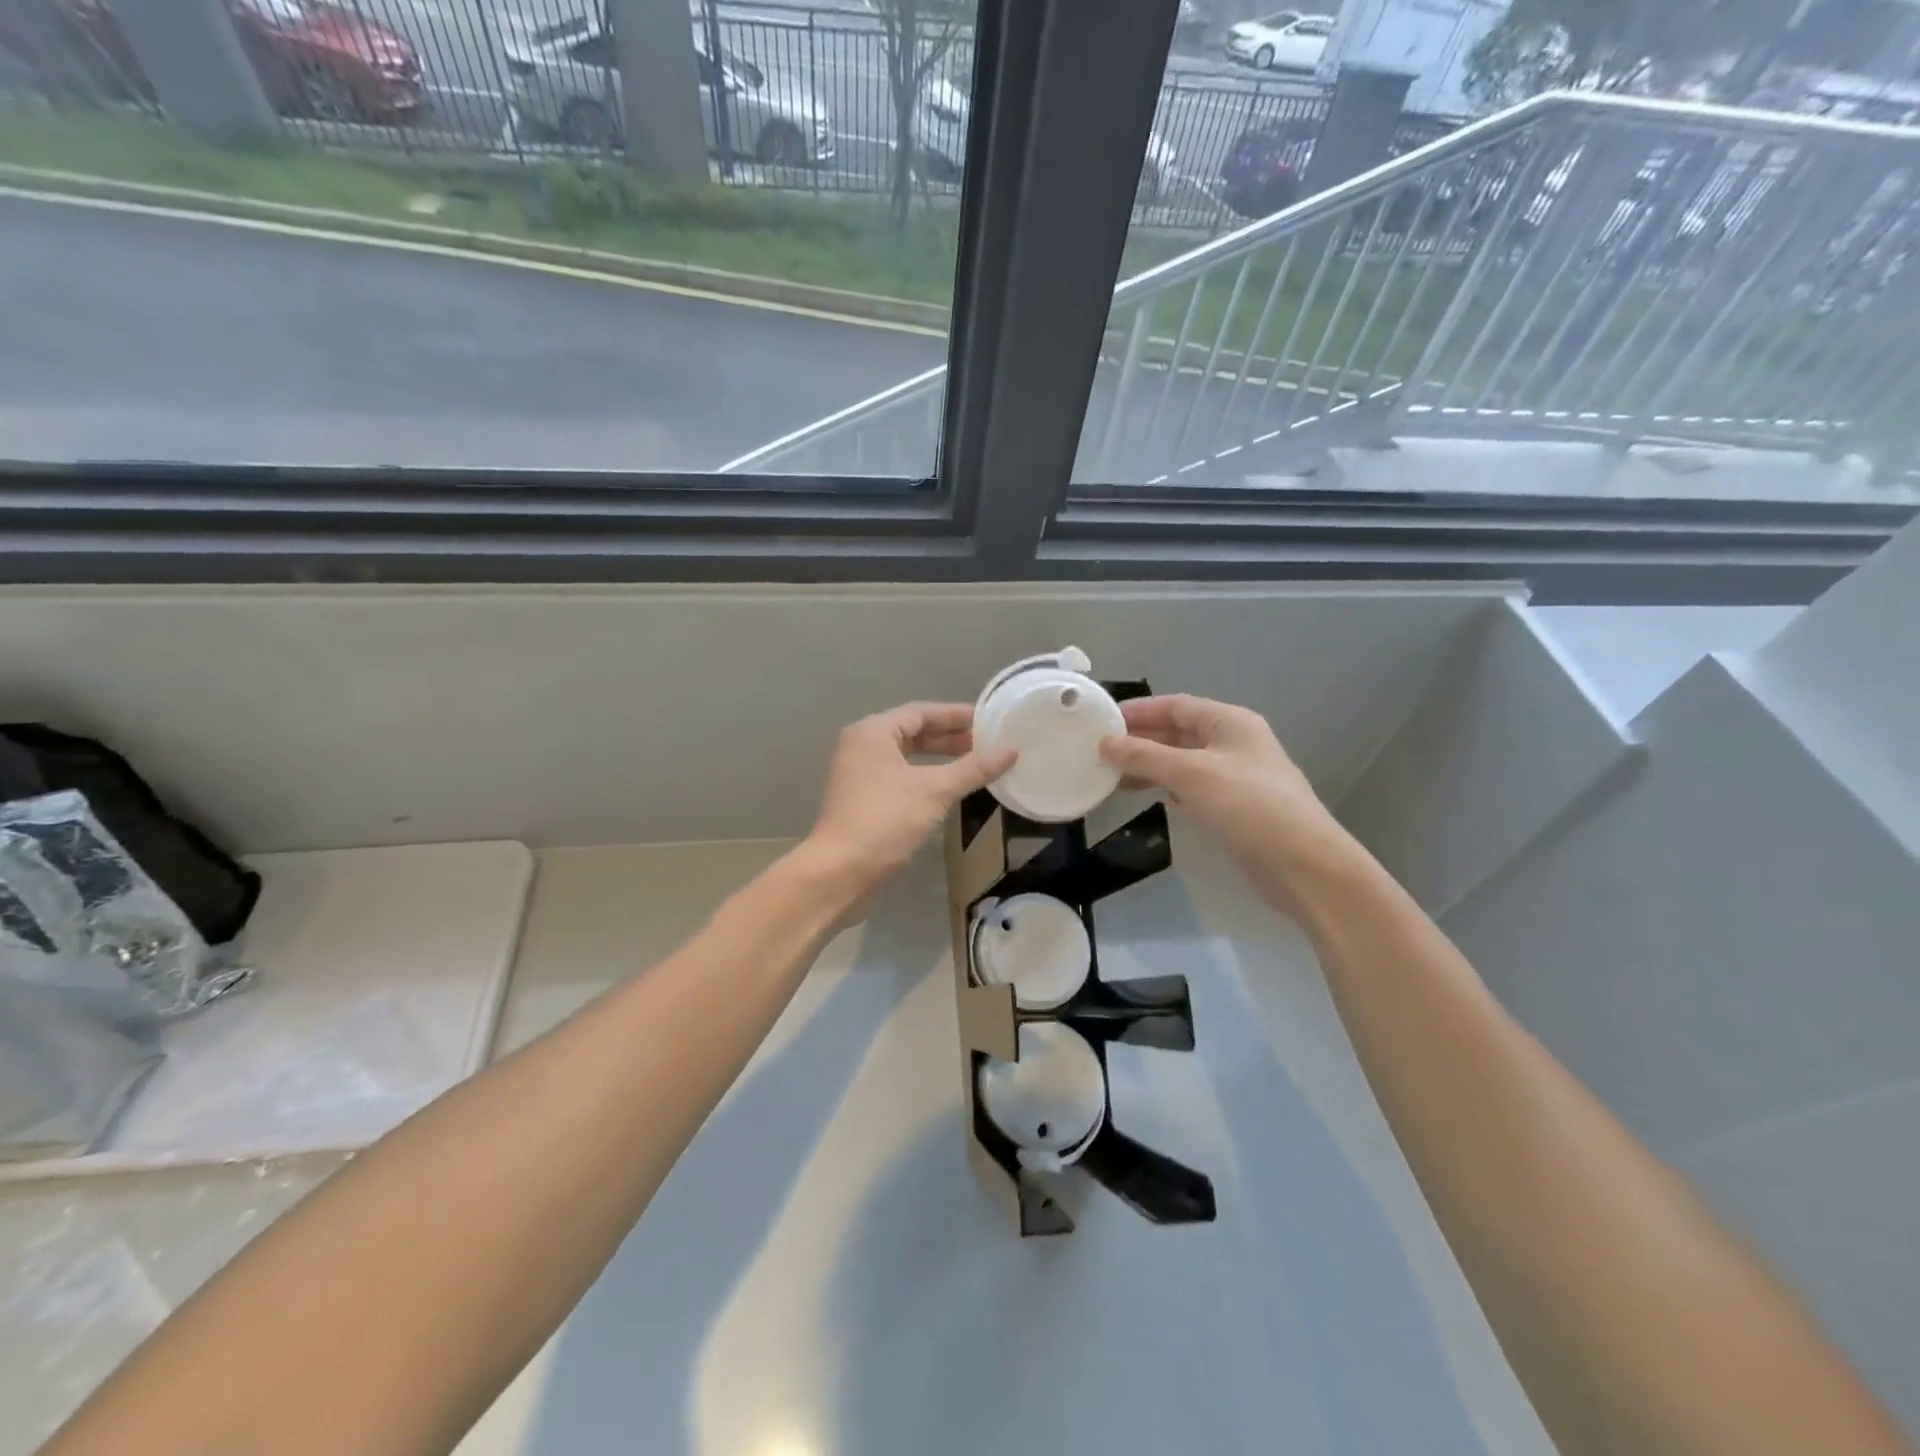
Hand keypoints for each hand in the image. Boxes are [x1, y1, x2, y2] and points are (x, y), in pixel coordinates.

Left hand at [800, 702, 1015, 911]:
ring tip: (976, 763)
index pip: (921, 712)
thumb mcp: (935, 790)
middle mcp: (862, 746)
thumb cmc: (885, 820)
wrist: (841, 872)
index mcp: (872, 732)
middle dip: (950, 737)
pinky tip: (952, 788)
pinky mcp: (863, 800)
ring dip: (940, 758)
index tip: (989, 721)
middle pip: (913, 732)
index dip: (956, 715)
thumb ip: (973, 769)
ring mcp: (860, 774)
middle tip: (988, 743)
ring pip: (907, 757)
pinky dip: (927, 777)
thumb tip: (1011, 752)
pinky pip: (901, 777)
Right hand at [1099, 695, 1352, 912]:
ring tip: (1109, 775)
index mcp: (1230, 722)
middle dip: (1140, 739)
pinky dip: (1164, 786)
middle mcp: (1233, 742)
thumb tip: (1105, 743)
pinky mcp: (1234, 806)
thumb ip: (1146, 756)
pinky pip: (1190, 786)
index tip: (1101, 721)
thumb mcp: (1192, 774)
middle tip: (1098, 750)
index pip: (1176, 705)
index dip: (1139, 710)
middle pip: (1178, 732)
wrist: (1304, 865)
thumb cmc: (1249, 807)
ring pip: (1182, 761)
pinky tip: (1143, 795)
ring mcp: (1235, 776)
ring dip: (1148, 765)